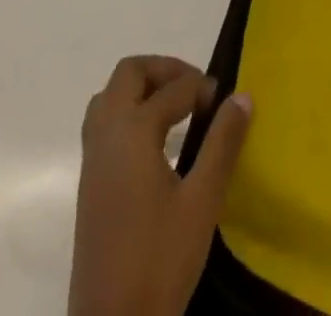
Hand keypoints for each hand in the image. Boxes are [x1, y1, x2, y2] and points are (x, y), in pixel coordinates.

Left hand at [67, 55, 252, 315]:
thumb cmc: (160, 260)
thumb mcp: (202, 202)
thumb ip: (222, 144)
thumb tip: (242, 96)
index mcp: (133, 130)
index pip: (173, 89)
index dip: (202, 88)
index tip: (225, 102)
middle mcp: (107, 132)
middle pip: (129, 74)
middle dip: (163, 70)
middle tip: (195, 88)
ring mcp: (92, 157)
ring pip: (110, 96)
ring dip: (141, 88)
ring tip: (174, 107)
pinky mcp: (88, 182)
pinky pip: (103, 122)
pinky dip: (127, 111)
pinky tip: (153, 141)